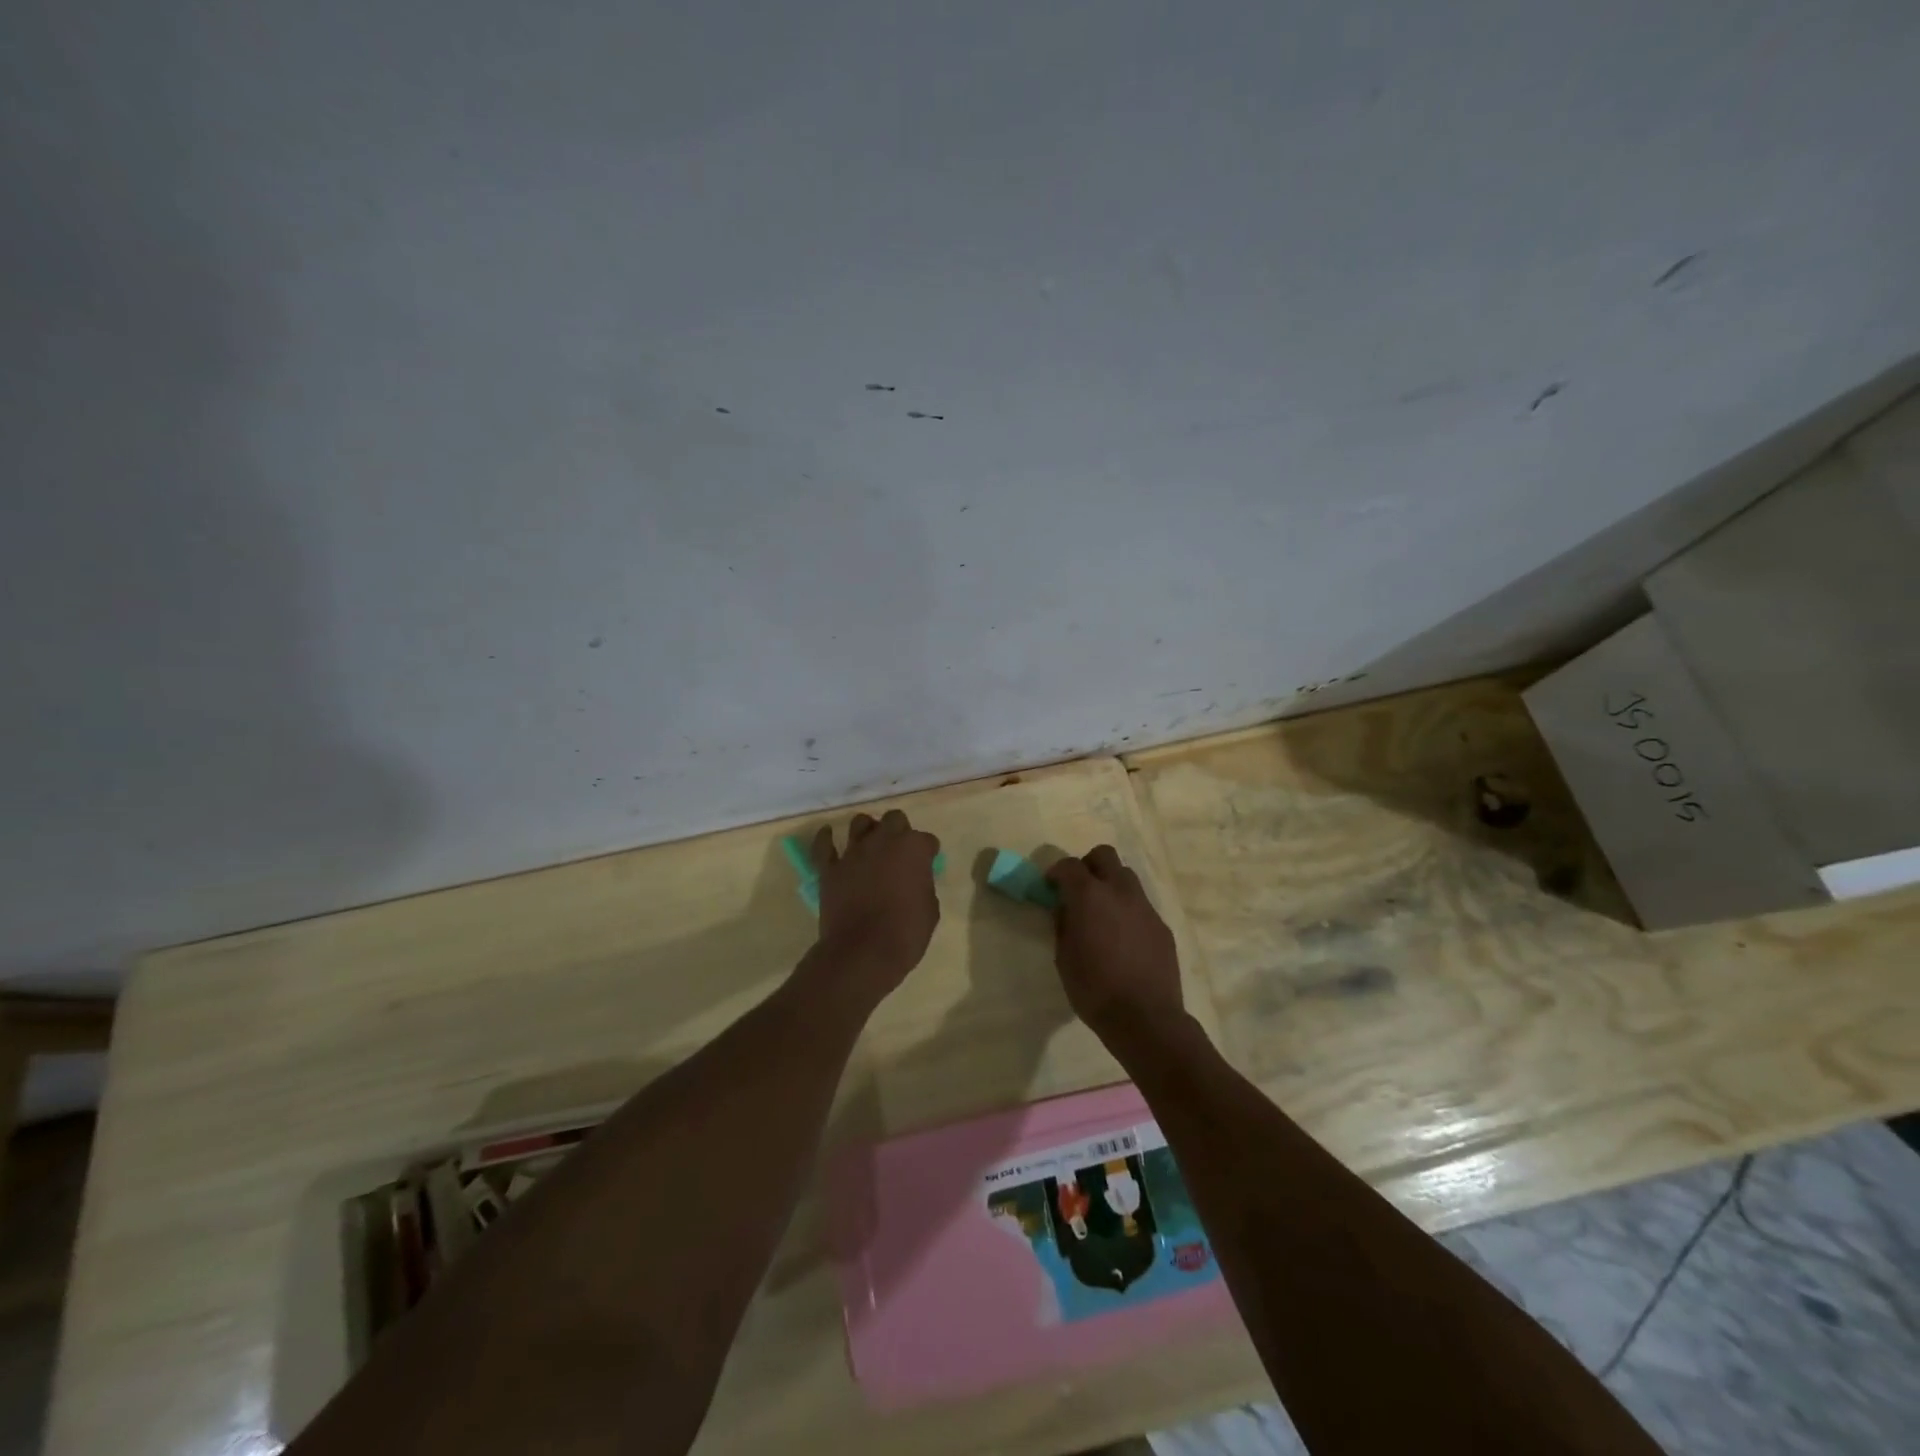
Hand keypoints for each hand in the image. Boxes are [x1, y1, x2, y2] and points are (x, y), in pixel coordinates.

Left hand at [809, 809, 941, 997]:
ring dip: (868, 830)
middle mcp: (884, 841)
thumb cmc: (906, 933)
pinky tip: (828, 835)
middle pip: (894, 819)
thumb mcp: (930, 910)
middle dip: (899, 831)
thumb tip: (914, 882)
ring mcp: (854, 852)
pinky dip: (825, 838)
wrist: (863, 952)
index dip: (927, 852)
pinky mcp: (830, 868)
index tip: (927, 865)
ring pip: (860, 822)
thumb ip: (922, 886)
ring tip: (870, 844)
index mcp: (913, 849)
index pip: (926, 840)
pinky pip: (823, 845)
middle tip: (900, 850)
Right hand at [1046, 845, 1183, 1046]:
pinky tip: (1123, 939)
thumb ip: (1063, 924)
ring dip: (1111, 886)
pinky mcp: (1161, 926)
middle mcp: (1120, 892)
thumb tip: (1065, 908)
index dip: (1056, 872)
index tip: (1050, 886)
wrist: (1145, 1018)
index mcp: (1089, 896)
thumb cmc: (1094, 989)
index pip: (1069, 866)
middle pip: (1104, 855)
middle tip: (1079, 890)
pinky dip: (1128, 911)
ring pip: (1126, 877)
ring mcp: (1145, 907)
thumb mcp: (1063, 957)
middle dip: (1088, 865)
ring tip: (1103, 914)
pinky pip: (1141, 906)